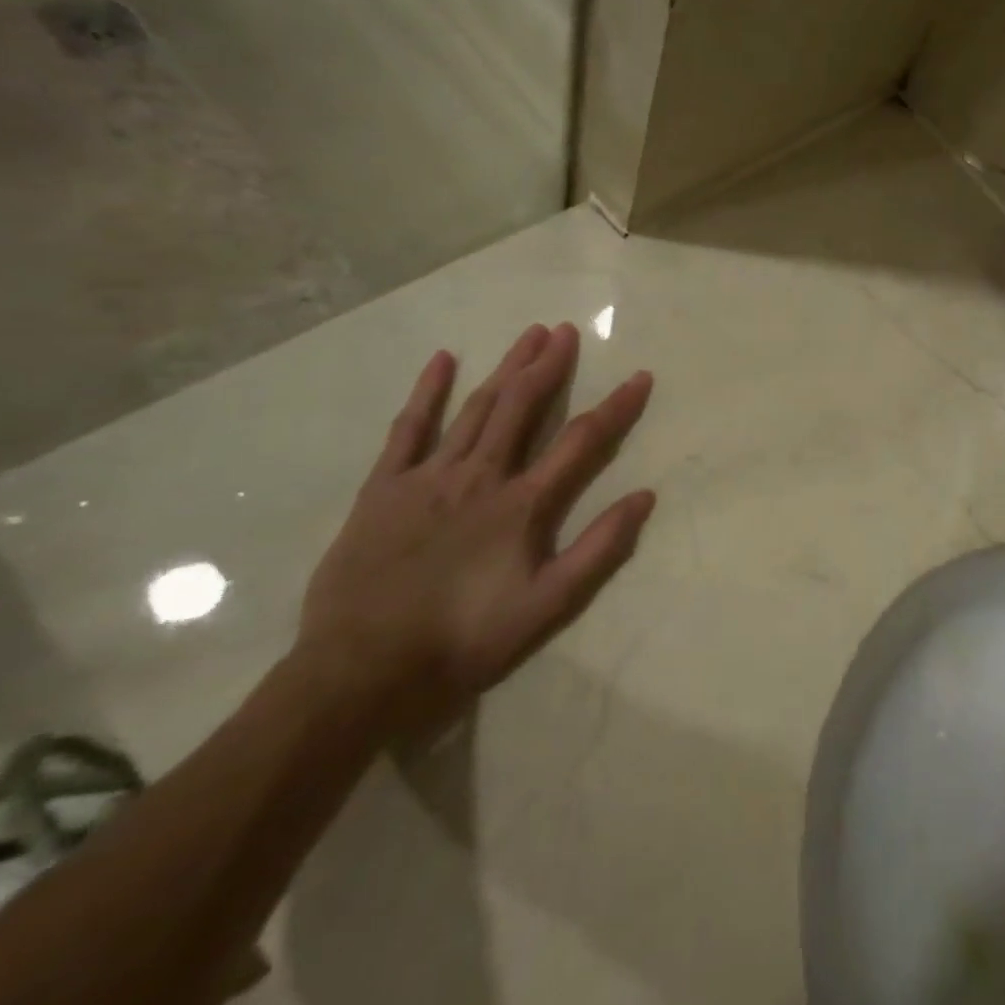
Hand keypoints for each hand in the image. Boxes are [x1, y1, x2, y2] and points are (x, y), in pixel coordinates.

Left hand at [295, 323, 655, 732]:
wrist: (360, 673)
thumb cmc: (463, 640)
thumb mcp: (547, 605)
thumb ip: (599, 549)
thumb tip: (645, 496)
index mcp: (523, 504)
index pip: (581, 440)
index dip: (616, 406)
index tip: (640, 376)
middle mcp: (479, 476)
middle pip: (522, 407)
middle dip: (549, 366)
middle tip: (568, 331)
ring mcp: (427, 477)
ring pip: (476, 408)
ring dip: (506, 368)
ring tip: (528, 334)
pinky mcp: (383, 488)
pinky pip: (408, 429)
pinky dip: (427, 393)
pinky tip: (443, 360)